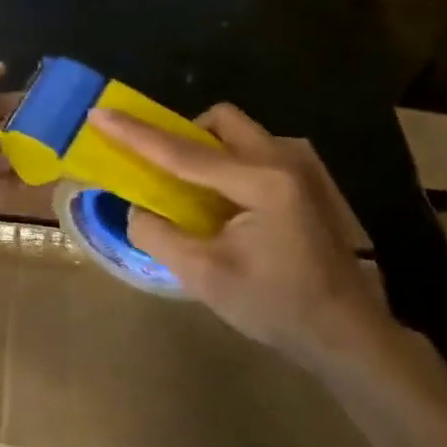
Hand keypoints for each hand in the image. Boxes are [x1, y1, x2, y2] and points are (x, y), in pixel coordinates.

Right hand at [90, 103, 399, 375]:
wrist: (346, 334)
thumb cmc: (276, 306)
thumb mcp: (203, 275)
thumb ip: (157, 234)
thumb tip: (136, 207)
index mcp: (262, 182)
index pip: (184, 152)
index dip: (135, 133)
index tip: (99, 113)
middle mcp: (285, 160)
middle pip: (220, 121)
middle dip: (183, 135)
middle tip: (163, 171)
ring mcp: (303, 168)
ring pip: (239, 133)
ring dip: (207, 151)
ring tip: (194, 195)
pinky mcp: (308, 182)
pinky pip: (254, 152)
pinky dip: (227, 165)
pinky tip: (226, 208)